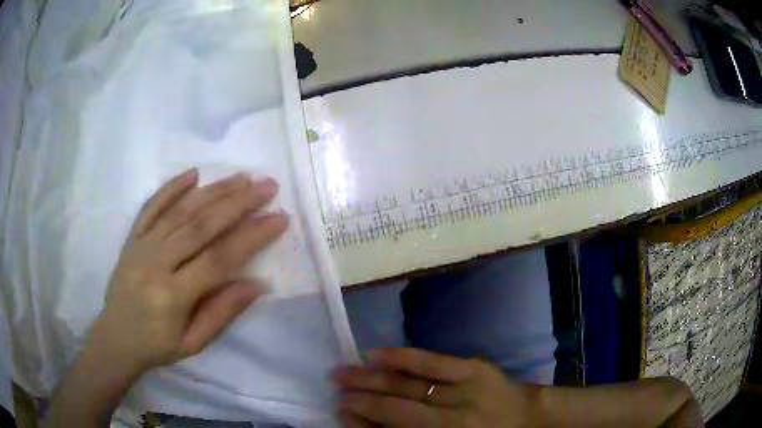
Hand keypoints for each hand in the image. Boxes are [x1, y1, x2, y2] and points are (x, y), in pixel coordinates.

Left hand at [84, 169, 288, 373]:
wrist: (115, 338)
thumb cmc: (157, 346)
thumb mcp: (194, 343)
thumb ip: (223, 312)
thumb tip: (258, 283)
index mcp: (172, 296)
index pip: (218, 259)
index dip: (251, 237)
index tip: (278, 218)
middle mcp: (155, 263)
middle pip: (200, 226)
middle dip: (238, 203)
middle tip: (266, 186)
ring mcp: (141, 246)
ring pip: (180, 211)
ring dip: (213, 191)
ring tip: (242, 177)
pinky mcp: (132, 238)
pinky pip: (151, 207)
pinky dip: (171, 188)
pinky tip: (193, 174)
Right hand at [334, 348, 539, 427]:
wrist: (530, 418)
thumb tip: (368, 423)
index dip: (362, 423)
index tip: (339, 413)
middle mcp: (452, 422)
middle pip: (395, 409)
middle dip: (359, 399)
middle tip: (334, 390)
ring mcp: (465, 391)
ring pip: (407, 384)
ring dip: (370, 378)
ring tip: (343, 372)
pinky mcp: (475, 369)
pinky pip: (431, 361)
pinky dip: (400, 357)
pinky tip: (374, 354)